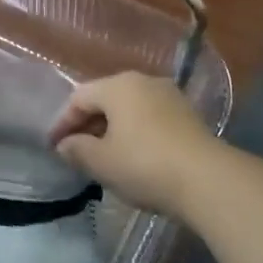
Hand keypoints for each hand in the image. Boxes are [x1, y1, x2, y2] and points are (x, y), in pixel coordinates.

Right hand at [48, 72, 216, 216]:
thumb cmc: (144, 165)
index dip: (62, 122)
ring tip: (103, 156)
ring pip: (130, 109)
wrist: (209, 180)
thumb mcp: (101, 162)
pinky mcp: (188, 116)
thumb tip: (65, 144)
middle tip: (76, 151)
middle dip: (87, 124)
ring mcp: (170, 96)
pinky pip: (150, 119)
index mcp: (118, 85)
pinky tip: (133, 157)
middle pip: (105, 99)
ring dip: (112, 129)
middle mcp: (144, 81)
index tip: (54, 147)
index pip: (78, 98)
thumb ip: (76, 149)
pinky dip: (135, 133)